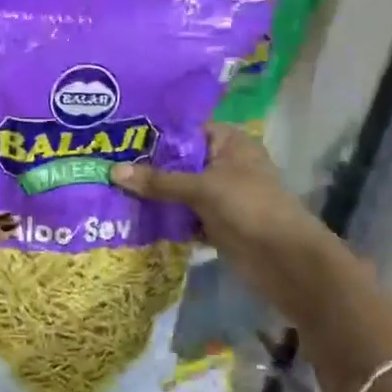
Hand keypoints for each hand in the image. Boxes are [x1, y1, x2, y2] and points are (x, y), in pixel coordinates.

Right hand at [111, 124, 327, 291]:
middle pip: (179, 161)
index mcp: (229, 143)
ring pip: (178, 190)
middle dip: (147, 167)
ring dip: (153, 194)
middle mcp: (224, 164)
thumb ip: (159, 181)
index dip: (153, 135)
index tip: (116, 138)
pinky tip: (131, 217)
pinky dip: (164, 217)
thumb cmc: (250, 208)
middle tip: (104, 165)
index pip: (185, 130)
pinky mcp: (215, 223)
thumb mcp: (203, 188)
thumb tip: (113, 171)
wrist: (286, 262)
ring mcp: (220, 195)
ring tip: (110, 190)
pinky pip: (182, 215)